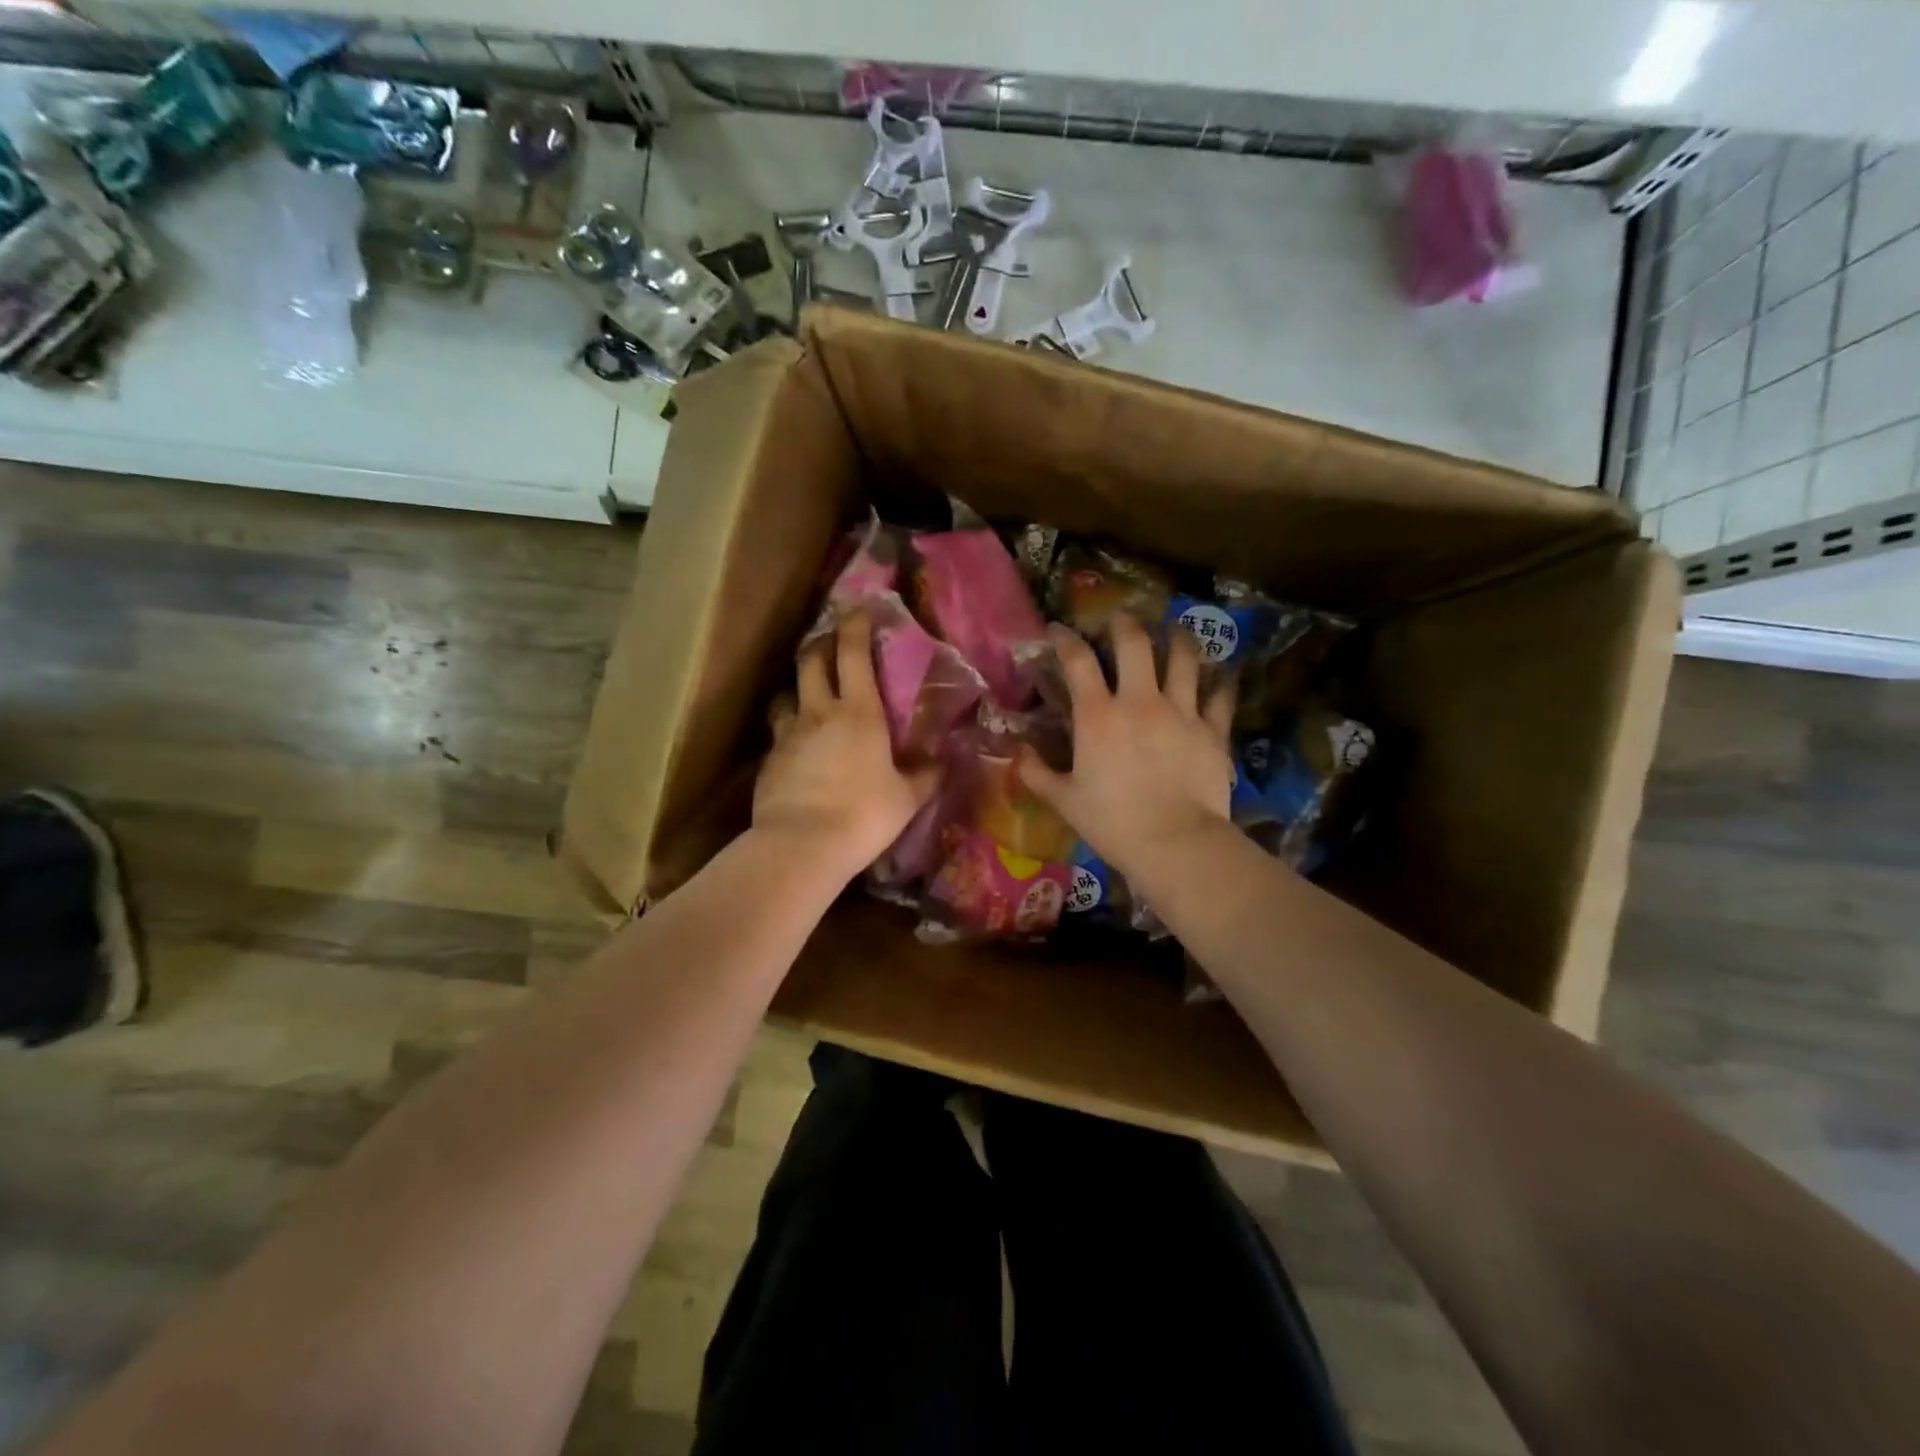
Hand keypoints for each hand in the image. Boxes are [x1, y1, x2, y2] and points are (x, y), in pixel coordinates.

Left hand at [756, 611, 939, 879]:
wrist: (801, 846)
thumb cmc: (864, 815)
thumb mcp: (906, 799)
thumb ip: (926, 776)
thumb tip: (944, 762)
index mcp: (859, 713)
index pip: (853, 654)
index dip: (855, 626)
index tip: (858, 610)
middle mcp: (819, 713)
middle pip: (811, 662)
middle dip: (821, 645)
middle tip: (831, 644)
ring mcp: (788, 735)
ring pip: (787, 695)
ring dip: (798, 688)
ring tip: (807, 696)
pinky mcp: (769, 760)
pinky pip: (778, 733)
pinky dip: (788, 730)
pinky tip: (797, 747)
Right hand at [1019, 615, 1235, 881]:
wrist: (1175, 843)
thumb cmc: (1113, 822)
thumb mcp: (1064, 800)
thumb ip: (1036, 773)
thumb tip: (1018, 753)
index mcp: (1098, 715)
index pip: (1078, 660)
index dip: (1065, 638)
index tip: (1058, 628)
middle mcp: (1140, 701)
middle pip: (1135, 642)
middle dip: (1124, 622)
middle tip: (1120, 618)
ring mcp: (1182, 712)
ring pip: (1184, 657)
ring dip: (1177, 637)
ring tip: (1174, 630)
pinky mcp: (1213, 730)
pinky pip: (1221, 696)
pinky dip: (1222, 681)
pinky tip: (1223, 673)